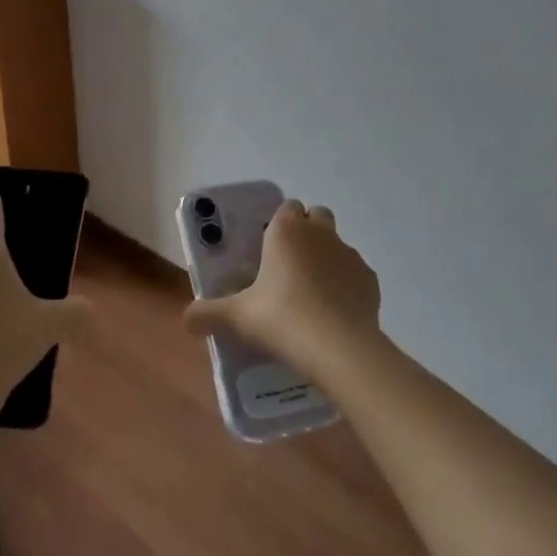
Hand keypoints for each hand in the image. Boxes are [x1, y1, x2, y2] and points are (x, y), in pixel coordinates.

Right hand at [183, 199, 382, 383]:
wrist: (339, 348)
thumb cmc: (282, 319)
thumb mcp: (237, 318)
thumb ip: (208, 314)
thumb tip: (186, 319)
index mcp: (286, 230)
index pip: (286, 207)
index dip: (279, 223)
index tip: (267, 249)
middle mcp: (320, 233)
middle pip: (316, 216)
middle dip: (306, 231)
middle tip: (288, 266)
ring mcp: (349, 254)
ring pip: (337, 244)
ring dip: (326, 258)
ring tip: (311, 294)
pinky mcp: (370, 279)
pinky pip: (354, 273)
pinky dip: (346, 285)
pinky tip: (334, 312)